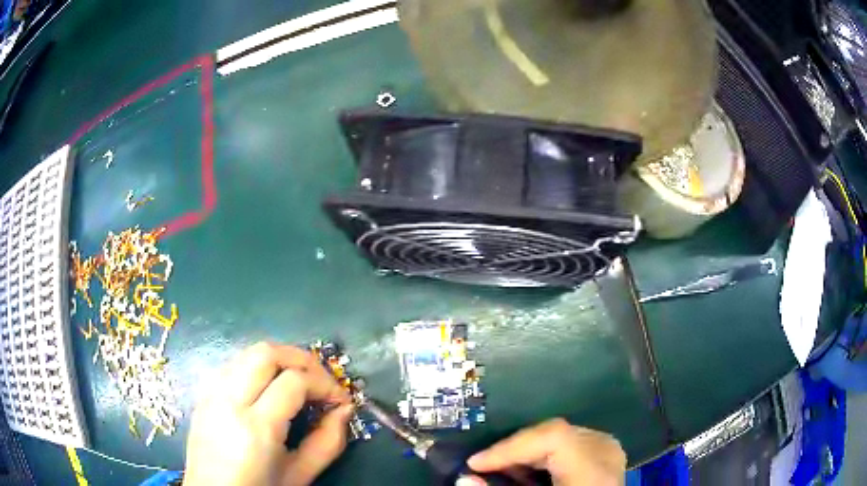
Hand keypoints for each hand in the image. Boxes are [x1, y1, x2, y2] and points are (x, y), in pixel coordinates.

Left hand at [184, 343, 352, 485]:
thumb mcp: (300, 475)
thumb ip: (328, 442)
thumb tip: (344, 409)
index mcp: (256, 427)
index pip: (294, 381)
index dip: (325, 384)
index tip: (340, 399)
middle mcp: (229, 401)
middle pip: (266, 353)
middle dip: (301, 359)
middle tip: (321, 381)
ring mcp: (211, 394)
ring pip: (246, 353)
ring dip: (278, 360)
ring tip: (298, 381)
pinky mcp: (203, 395)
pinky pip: (232, 366)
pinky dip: (256, 367)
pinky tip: (268, 389)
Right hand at [466, 418, 626, 485]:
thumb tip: (465, 479)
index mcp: (594, 469)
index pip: (553, 436)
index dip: (510, 446)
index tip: (476, 463)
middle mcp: (606, 453)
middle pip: (554, 434)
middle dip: (515, 450)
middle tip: (486, 467)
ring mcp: (609, 451)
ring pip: (560, 436)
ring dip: (528, 453)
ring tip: (504, 471)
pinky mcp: (606, 454)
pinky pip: (570, 444)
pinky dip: (545, 456)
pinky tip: (530, 472)